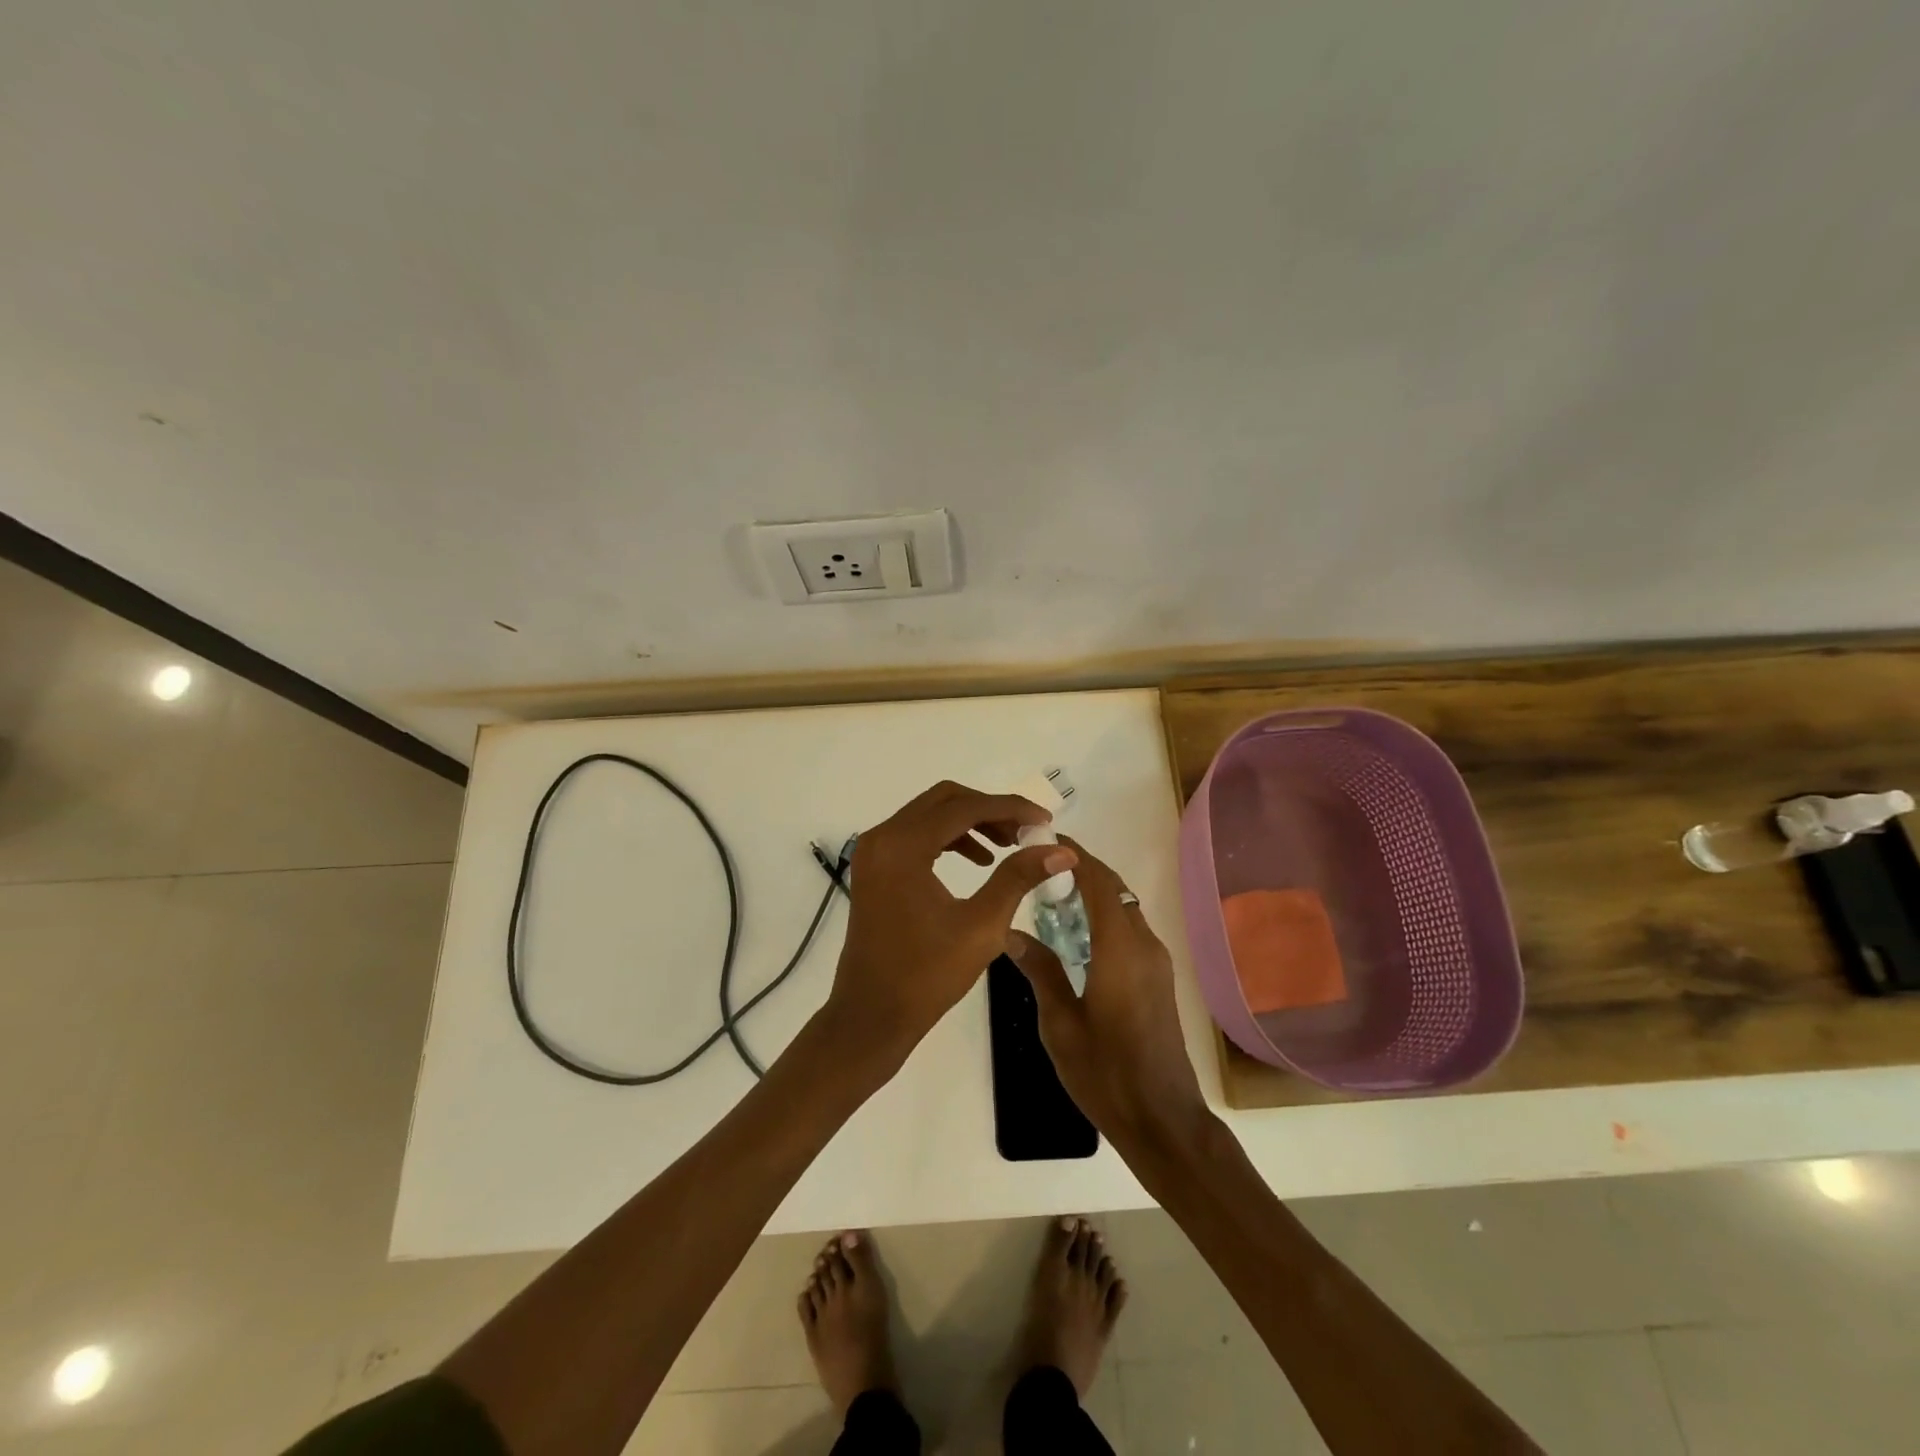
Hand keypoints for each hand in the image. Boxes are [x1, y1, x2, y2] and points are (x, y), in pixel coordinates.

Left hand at [825, 781, 1073, 1068]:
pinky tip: (979, 861)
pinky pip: (916, 834)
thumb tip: (1061, 850)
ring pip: (930, 814)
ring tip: (1008, 846)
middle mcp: (882, 837)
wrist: (872, 1015)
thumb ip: (1019, 878)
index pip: (964, 808)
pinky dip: (949, 838)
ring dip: (970, 822)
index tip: (1044, 820)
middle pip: (944, 801)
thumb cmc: (927, 976)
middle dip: (989, 809)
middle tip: (1026, 832)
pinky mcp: (874, 866)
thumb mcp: (982, 926)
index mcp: (903, 847)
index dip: (1009, 808)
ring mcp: (874, 851)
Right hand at [1005, 837, 1209, 1147]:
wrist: (1163, 1121)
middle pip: (1115, 890)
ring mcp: (1156, 963)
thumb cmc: (1106, 1074)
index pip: (1099, 883)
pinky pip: (1130, 931)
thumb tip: (1011, 932)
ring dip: (1093, 895)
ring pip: (1124, 910)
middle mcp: (1144, 946)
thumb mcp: (1060, 1025)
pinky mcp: (1159, 980)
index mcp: (1120, 951)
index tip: (1046, 840)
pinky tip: (1075, 938)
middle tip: (1039, 871)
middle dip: (1081, 872)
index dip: (1075, 856)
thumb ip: (1040, 972)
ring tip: (1050, 900)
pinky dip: (1104, 919)